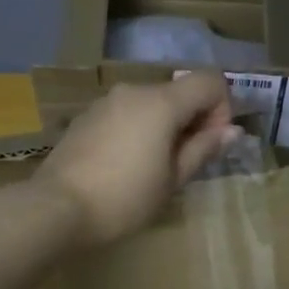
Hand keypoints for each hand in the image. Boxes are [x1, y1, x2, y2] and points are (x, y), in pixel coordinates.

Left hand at [36, 74, 237, 246]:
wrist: (57, 208)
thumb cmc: (124, 198)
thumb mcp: (173, 180)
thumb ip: (203, 149)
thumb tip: (232, 130)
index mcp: (161, 102)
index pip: (209, 80)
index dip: (221, 108)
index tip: (210, 144)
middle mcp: (134, 91)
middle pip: (179, 91)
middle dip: (192, 120)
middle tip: (184, 163)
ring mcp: (106, 102)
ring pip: (151, 103)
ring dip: (164, 127)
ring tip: (153, 168)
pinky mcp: (86, 117)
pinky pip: (126, 114)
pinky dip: (138, 130)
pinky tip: (125, 166)